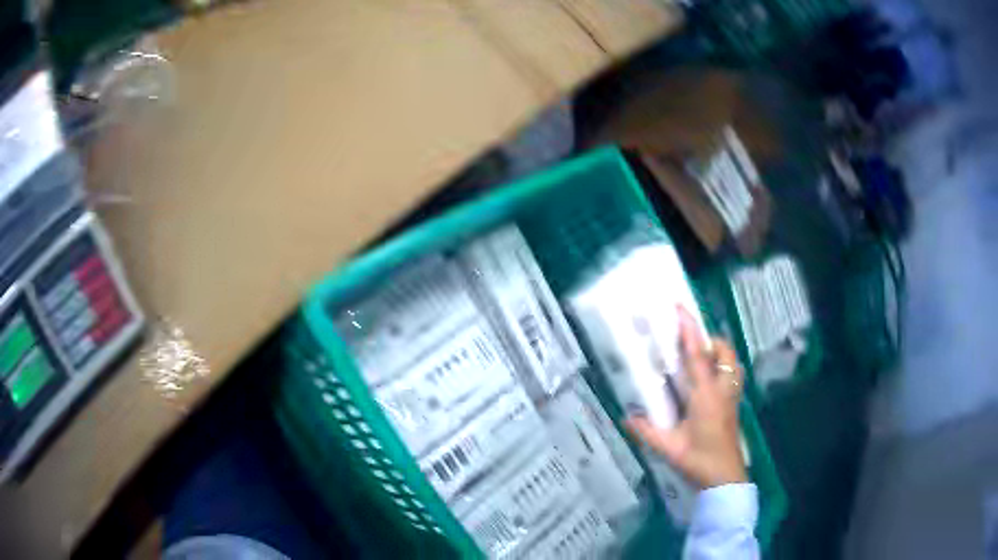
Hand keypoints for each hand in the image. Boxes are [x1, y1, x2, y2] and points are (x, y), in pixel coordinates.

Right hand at [626, 307, 746, 489]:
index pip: (697, 355)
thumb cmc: (698, 460)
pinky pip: (734, 378)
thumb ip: (646, 432)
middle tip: (691, 345)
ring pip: (733, 364)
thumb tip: (625, 418)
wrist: (725, 479)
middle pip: (725, 353)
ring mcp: (732, 398)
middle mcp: (722, 390)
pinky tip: (708, 386)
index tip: (681, 308)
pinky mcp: (735, 407)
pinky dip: (724, 371)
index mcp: (705, 395)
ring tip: (702, 362)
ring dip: (720, 355)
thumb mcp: (668, 447)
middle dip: (710, 341)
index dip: (689, 330)